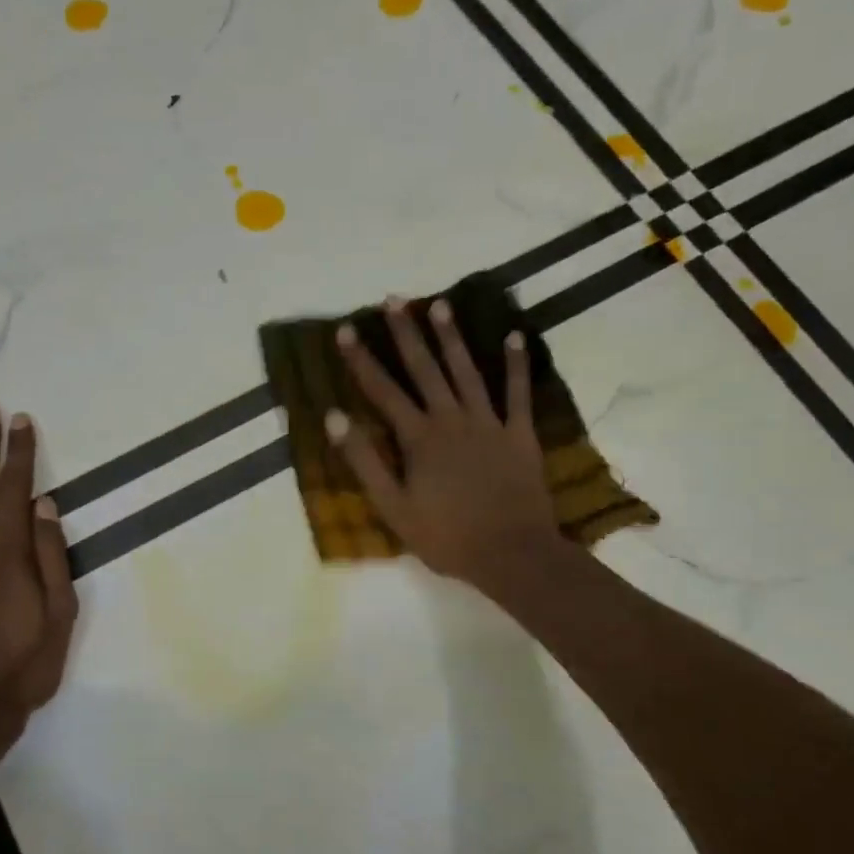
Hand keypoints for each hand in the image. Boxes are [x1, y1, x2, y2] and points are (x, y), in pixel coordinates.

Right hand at [329, 298, 562, 596]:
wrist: (512, 554)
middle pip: (424, 369)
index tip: (345, 330)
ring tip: (439, 304)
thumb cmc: (447, 537)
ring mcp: (489, 423)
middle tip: (393, 299)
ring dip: (452, 337)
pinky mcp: (519, 434)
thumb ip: (364, 461)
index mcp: (419, 438)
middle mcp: (451, 419)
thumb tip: (334, 418)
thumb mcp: (393, 507)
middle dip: (406, 333)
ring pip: (466, 371)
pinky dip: (515, 364)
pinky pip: (517, 393)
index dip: (361, 359)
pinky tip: (513, 336)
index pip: (382, 390)